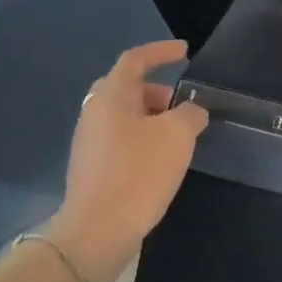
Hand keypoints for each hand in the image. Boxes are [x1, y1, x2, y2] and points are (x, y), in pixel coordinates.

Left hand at [49, 41, 208, 281]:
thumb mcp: (177, 135)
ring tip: (180, 137)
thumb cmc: (138, 172)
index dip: (161, 51)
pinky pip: (121, 139)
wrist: (97, 231)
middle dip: (160, 92)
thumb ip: (191, 113)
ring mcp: (90, 141)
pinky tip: (162, 161)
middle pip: (129, 88)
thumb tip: (191, 111)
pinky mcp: (92, 167)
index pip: (136, 59)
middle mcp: (95, 112)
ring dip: (153, 119)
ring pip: (126, 116)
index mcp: (111, 95)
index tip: (185, 52)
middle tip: (185, 105)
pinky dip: (143, 139)